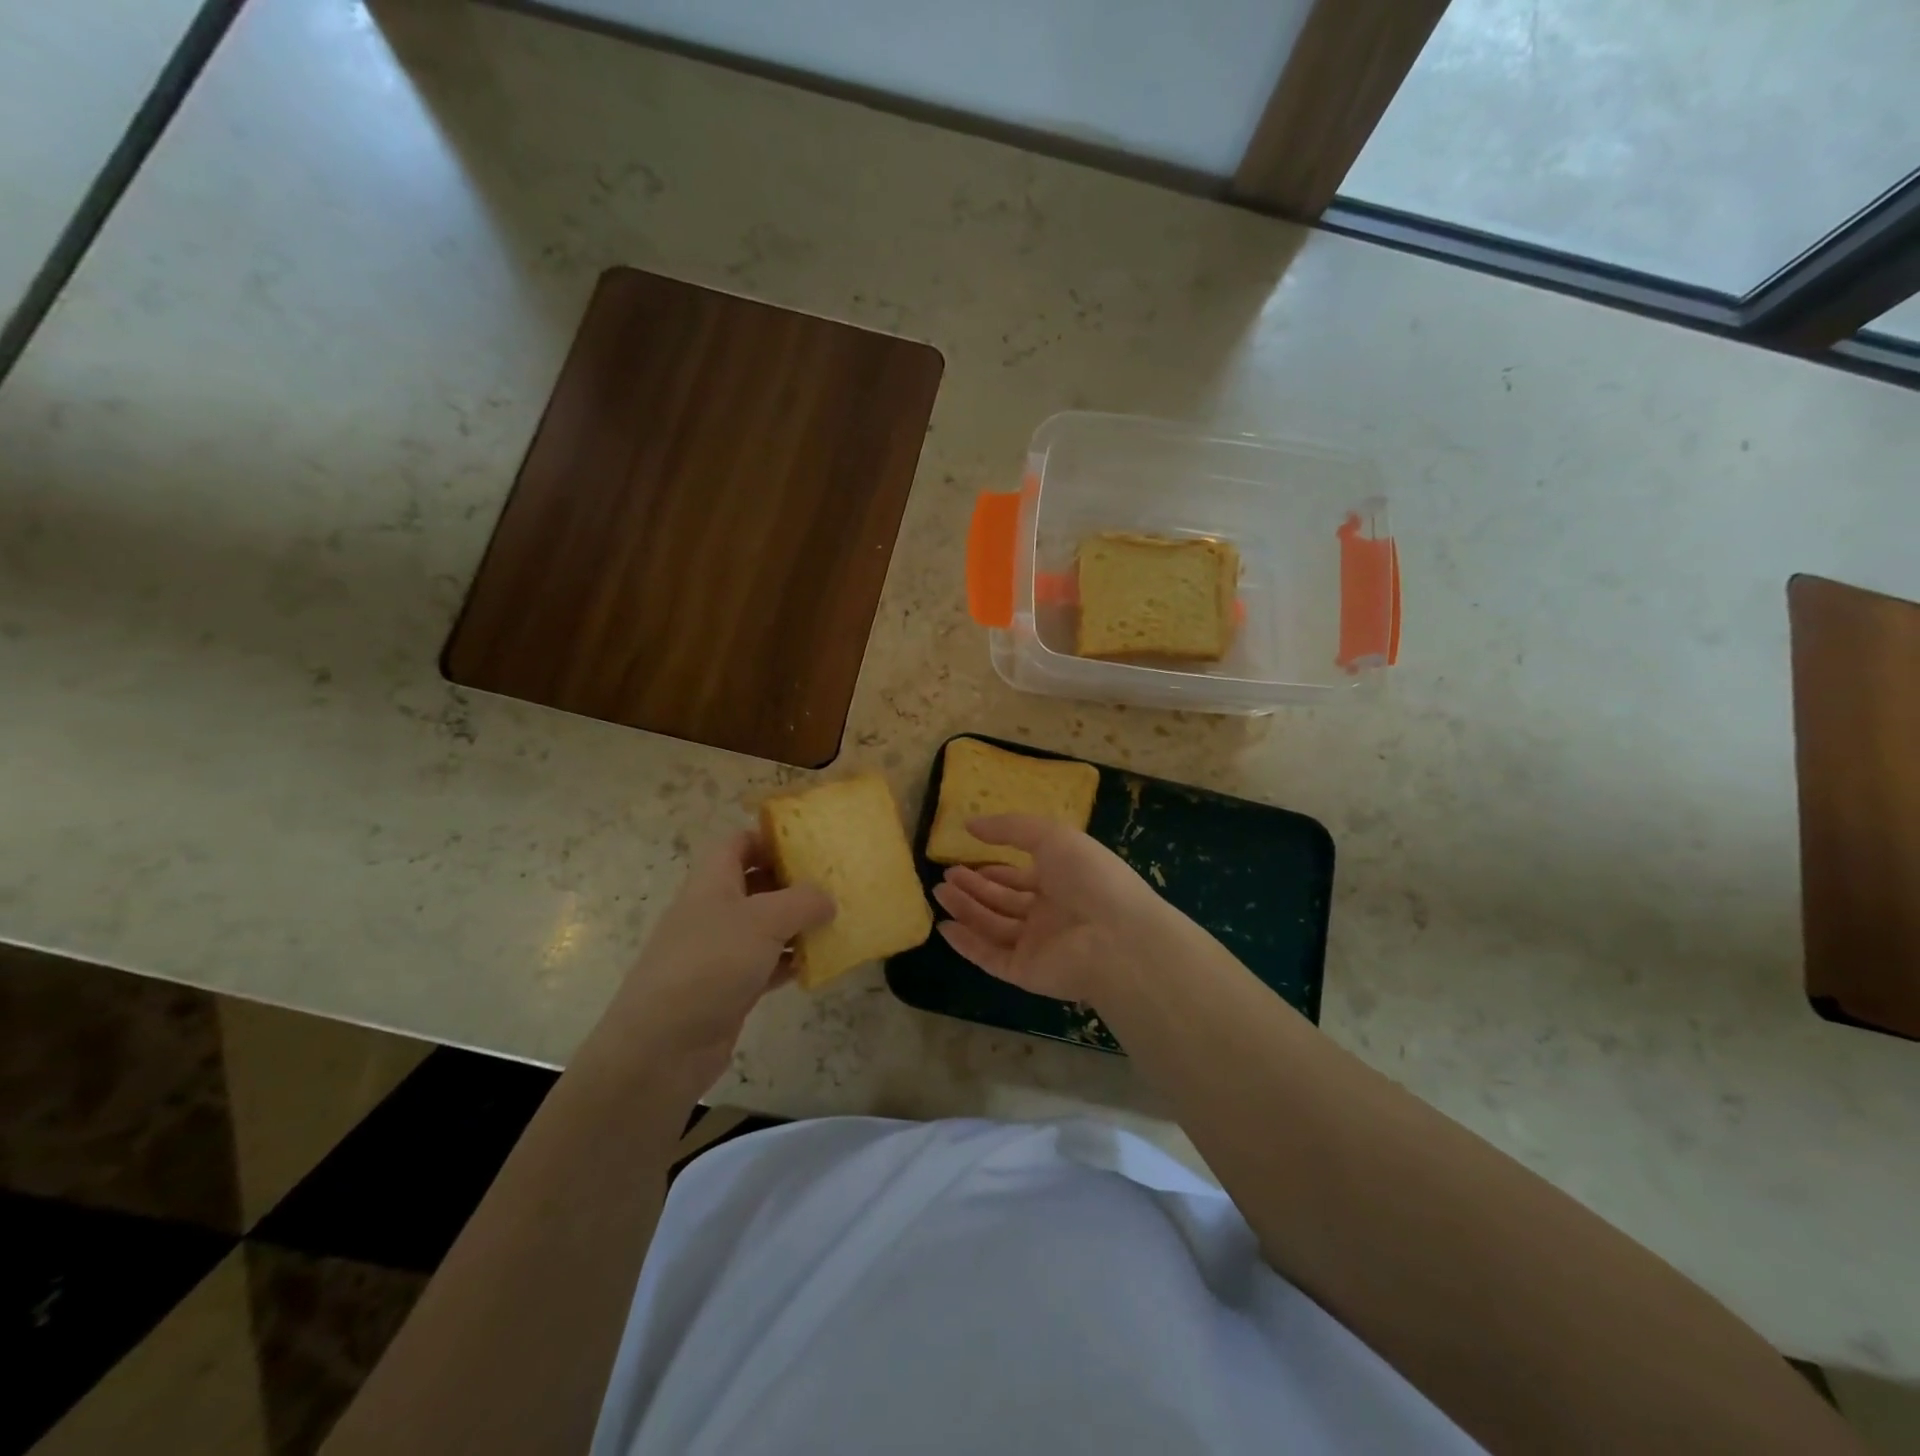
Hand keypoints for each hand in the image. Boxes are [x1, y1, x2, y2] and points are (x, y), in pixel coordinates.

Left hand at [607, 830, 833, 1091]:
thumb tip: (827, 899)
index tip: (810, 841)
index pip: (738, 842)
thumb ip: (802, 902)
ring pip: (765, 925)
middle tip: (835, 880)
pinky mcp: (730, 986)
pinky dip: (791, 960)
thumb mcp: (763, 920)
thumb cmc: (710, 964)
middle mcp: (714, 910)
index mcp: (712, 881)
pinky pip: (767, 963)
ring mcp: (721, 950)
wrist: (662, 1046)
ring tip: (838, 918)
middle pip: (756, 882)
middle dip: (793, 880)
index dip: (770, 836)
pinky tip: (820, 962)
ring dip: (798, 922)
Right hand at [931, 815, 1181, 1004]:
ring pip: (993, 926)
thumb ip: (1009, 828)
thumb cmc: (1089, 877)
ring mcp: (1038, 945)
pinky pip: (991, 957)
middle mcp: (1050, 914)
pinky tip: (945, 927)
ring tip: (938, 892)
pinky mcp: (1026, 972)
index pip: (1021, 877)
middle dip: (974, 888)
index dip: (994, 870)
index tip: (965, 860)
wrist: (1117, 938)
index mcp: (1062, 881)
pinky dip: (968, 944)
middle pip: (1004, 901)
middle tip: (944, 876)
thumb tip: (970, 824)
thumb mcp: (1051, 836)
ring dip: (966, 909)